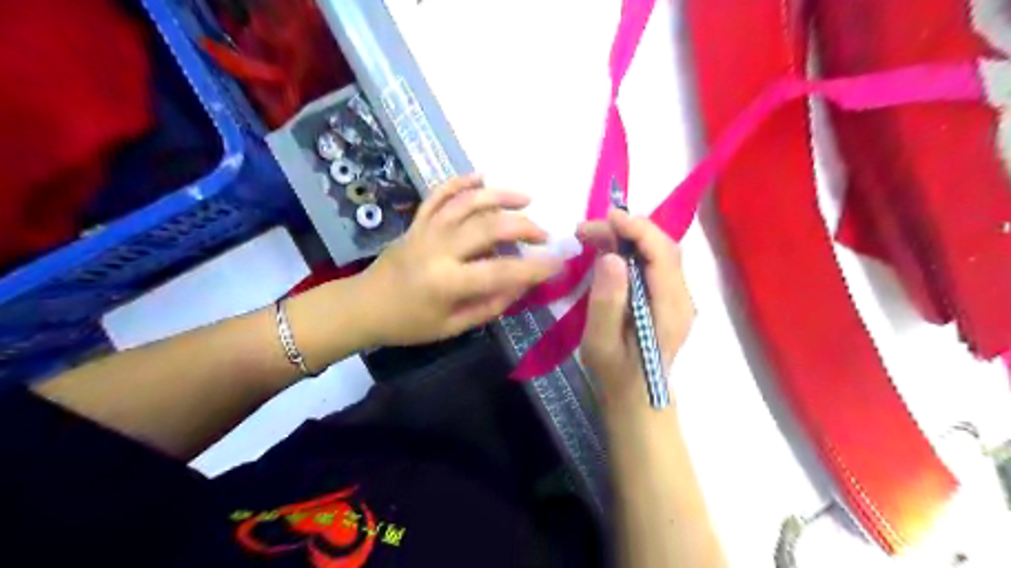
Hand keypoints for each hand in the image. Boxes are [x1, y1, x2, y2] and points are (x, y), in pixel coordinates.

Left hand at [356, 176, 565, 346]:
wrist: (363, 306)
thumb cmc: (408, 324)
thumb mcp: (453, 327)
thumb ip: (490, 305)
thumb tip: (522, 285)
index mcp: (447, 282)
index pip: (501, 271)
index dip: (535, 268)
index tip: (559, 263)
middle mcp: (438, 249)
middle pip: (489, 227)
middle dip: (523, 227)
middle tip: (543, 235)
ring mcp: (426, 230)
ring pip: (467, 202)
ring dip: (500, 196)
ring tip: (526, 198)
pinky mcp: (417, 221)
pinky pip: (439, 194)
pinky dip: (461, 182)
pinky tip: (482, 177)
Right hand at [575, 209, 694, 412]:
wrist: (638, 400)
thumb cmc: (617, 375)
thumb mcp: (601, 343)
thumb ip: (607, 302)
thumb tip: (611, 257)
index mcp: (670, 310)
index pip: (663, 255)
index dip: (638, 230)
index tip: (607, 217)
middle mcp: (683, 299)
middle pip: (664, 248)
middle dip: (628, 230)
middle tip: (587, 230)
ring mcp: (678, 298)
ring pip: (659, 253)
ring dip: (628, 238)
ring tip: (592, 237)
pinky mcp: (669, 299)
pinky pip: (654, 264)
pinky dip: (631, 250)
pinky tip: (608, 252)